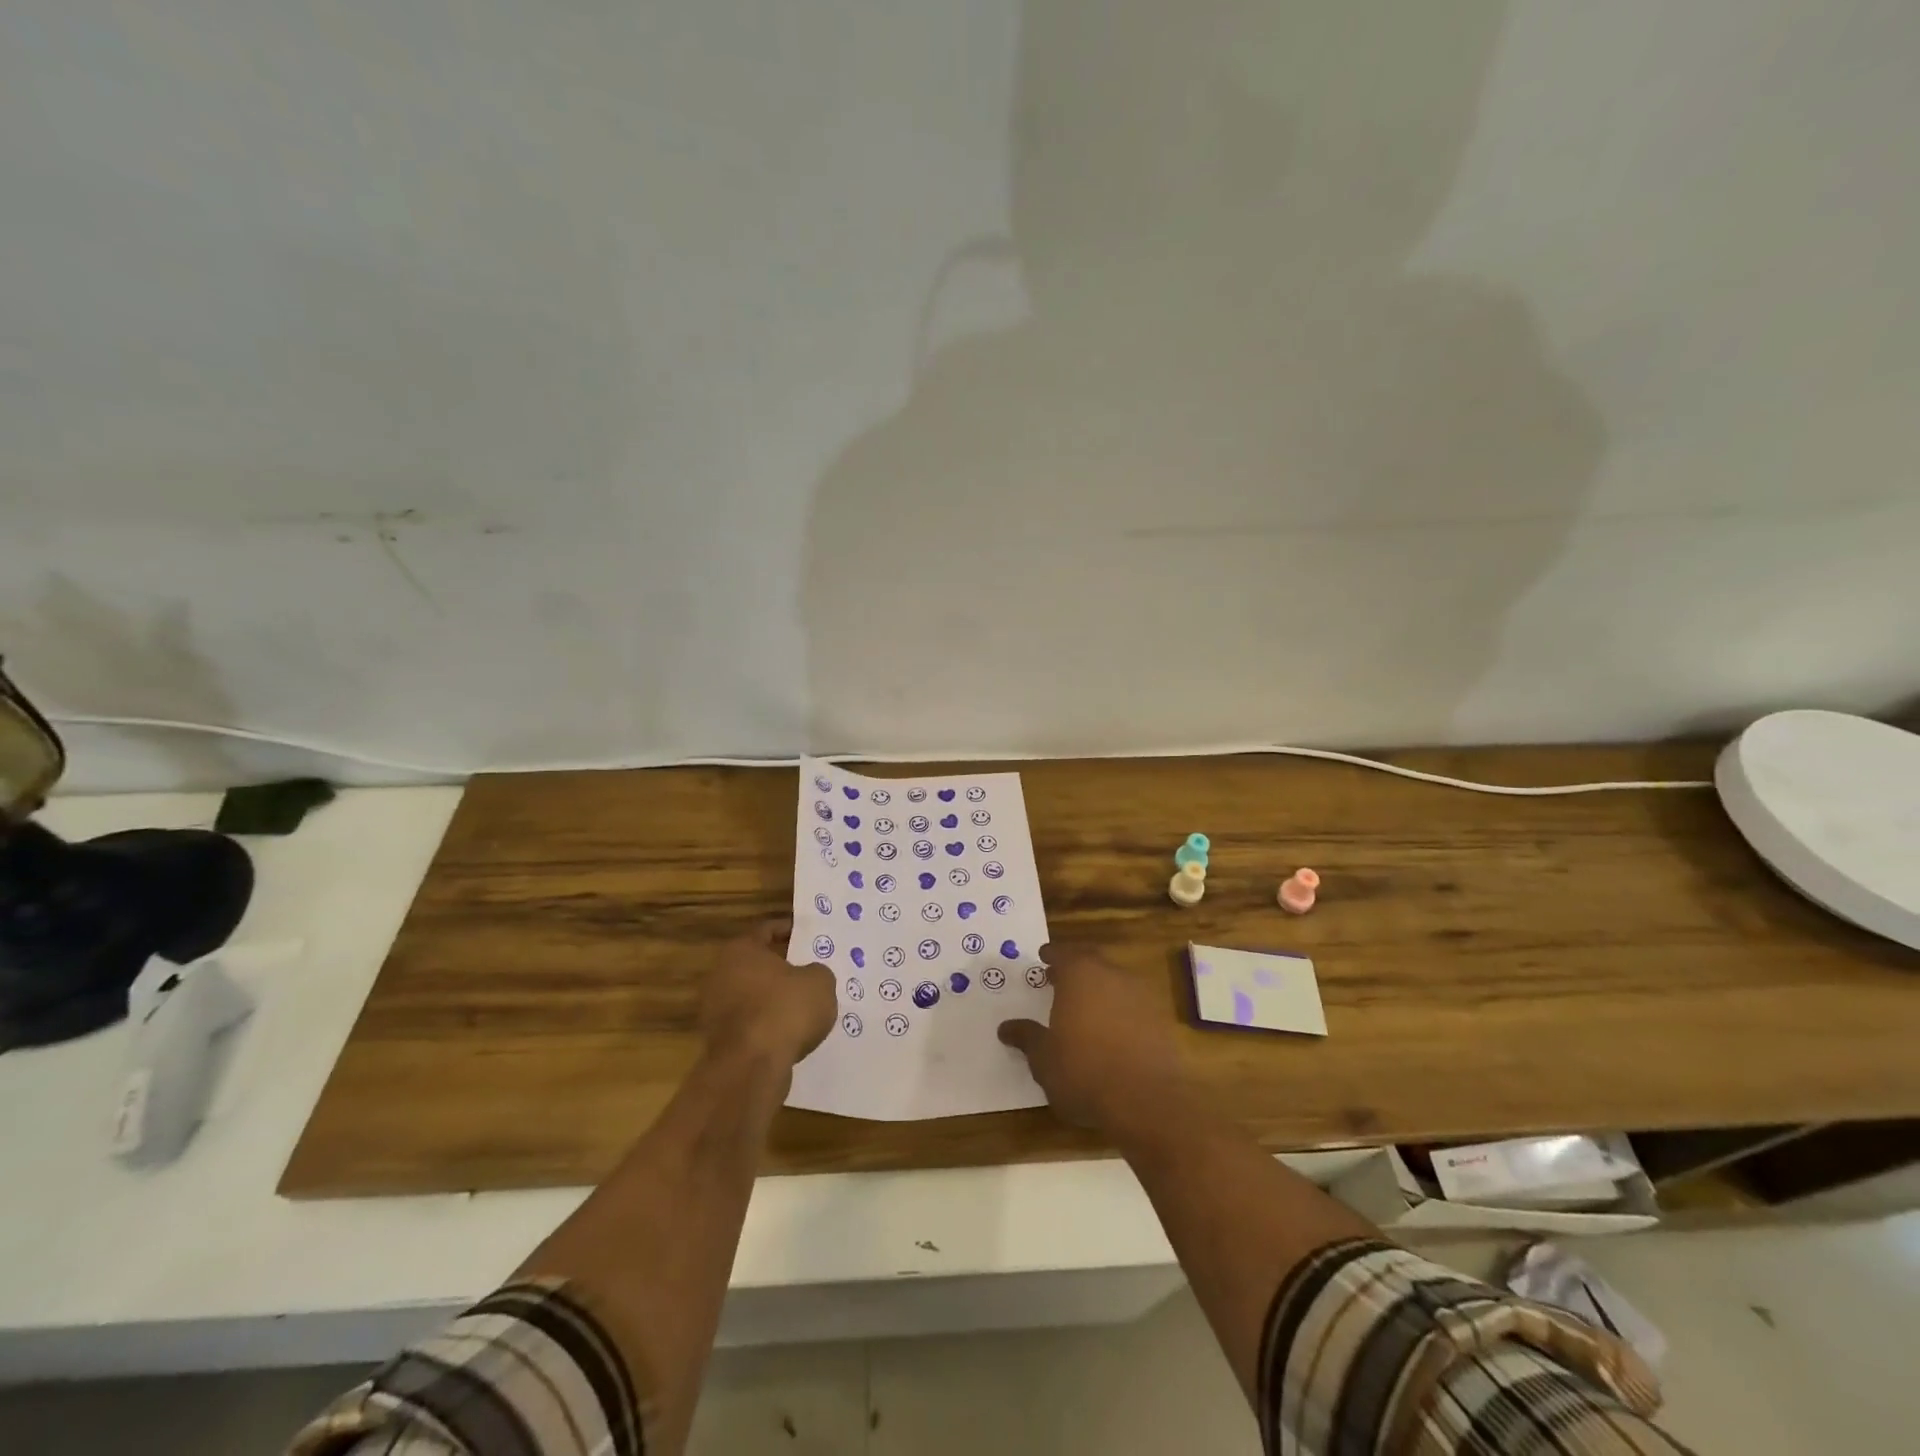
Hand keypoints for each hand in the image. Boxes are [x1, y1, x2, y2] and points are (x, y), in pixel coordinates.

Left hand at [700, 920, 836, 1070]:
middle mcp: (720, 976)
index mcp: (740, 950)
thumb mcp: (820, 981)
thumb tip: (810, 977)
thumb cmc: (785, 1009)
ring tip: (804, 1008)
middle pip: (755, 965)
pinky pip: (750, 1026)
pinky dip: (768, 1028)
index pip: (765, 930)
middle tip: (808, 972)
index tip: (806, 935)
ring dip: (773, 1001)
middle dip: (780, 969)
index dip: (788, 930)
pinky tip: (792, 1035)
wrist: (752, 1066)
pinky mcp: (719, 1043)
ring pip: (752, 998)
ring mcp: (714, 1012)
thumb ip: (816, 972)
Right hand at [998, 944, 1188, 1131]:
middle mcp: (1112, 975)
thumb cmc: (1084, 1071)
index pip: (1063, 953)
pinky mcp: (1162, 1020)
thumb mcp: (1044, 1059)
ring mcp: (1142, 996)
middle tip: (1061, 978)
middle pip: (1092, 961)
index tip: (1044, 956)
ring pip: (1116, 982)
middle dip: (1076, 967)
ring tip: (1086, 1007)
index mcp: (1080, 974)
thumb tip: (1006, 1028)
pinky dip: (1121, 1011)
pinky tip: (1113, 1032)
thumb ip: (1027, 1038)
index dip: (1052, 955)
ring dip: (1100, 989)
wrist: (1148, 1100)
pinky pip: (1134, 1006)